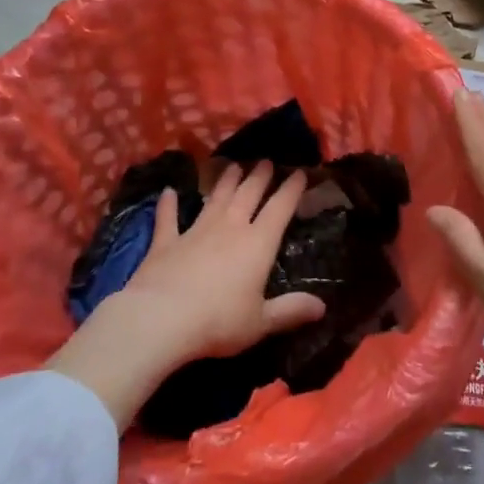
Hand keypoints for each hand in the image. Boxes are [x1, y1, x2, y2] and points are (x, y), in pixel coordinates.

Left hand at [45, 162, 324, 428]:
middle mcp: (230, 228)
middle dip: (259, 176)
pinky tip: (167, 192)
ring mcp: (196, 231)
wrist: (160, 319)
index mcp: (258, 244)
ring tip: (232, 165)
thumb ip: (291, 311)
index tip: (300, 172)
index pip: (280, 208)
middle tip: (266, 161)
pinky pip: (168, 218)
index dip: (292, 189)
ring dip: (225, 181)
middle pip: (248, 194)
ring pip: (215, 198)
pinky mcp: (165, 242)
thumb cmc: (218, 321)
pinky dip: (168, 205)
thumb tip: (323, 307)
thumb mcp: (261, 322)